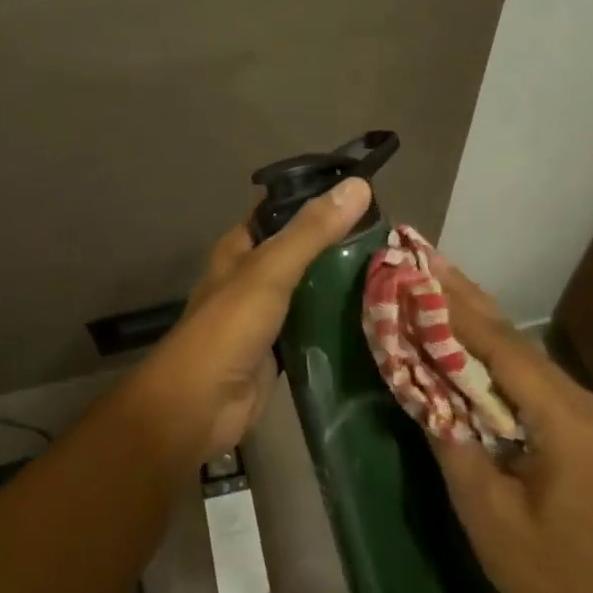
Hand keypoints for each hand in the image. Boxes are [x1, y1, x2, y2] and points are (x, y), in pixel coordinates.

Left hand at [134, 177, 371, 457]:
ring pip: (310, 288)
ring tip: (391, 269)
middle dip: (338, 242)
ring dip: (341, 282)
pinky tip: (373, 314)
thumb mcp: (270, 270)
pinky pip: (314, 325)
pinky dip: (337, 320)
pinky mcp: (280, 349)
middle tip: (390, 237)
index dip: (316, 197)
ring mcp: (266, 314)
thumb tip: (359, 186)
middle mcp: (252, 275)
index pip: (280, 208)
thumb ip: (312, 231)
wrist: (200, 406)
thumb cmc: (228, 327)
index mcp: (241, 246)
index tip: (364, 194)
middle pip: (301, 249)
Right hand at [427, 259, 592, 592]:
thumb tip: (418, 383)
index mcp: (568, 423)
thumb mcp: (485, 511)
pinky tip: (470, 334)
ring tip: (439, 281)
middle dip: (466, 298)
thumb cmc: (546, 574)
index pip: (502, 349)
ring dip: (480, 321)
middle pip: (516, 340)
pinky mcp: (589, 425)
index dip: (455, 310)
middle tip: (425, 256)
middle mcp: (588, 404)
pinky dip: (497, 353)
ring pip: (526, 353)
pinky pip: (534, 376)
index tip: (418, 273)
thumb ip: (450, 438)